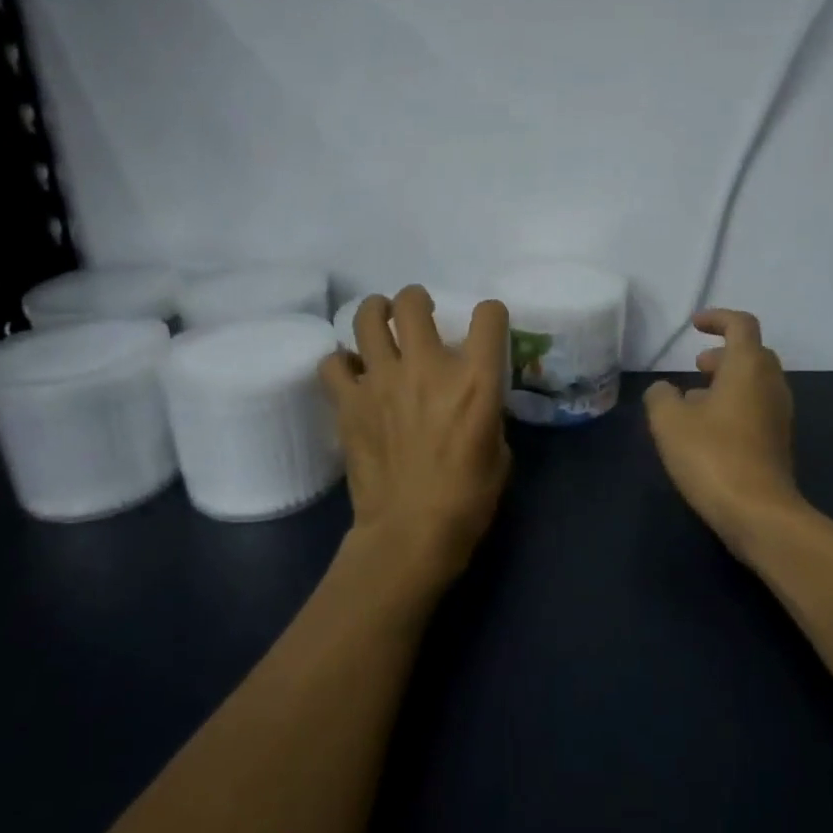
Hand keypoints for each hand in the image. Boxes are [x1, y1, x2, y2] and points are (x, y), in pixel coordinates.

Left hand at [318, 286, 512, 599]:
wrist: (411, 533)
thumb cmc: (467, 498)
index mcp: (475, 380)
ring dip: (375, 314)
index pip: (488, 315)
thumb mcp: (499, 450)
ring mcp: (382, 381)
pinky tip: (353, 374)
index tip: (484, 325)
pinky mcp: (349, 403)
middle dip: (416, 299)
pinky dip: (342, 363)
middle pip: (412, 301)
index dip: (490, 314)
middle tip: (417, 313)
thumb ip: (485, 411)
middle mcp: (427, 367)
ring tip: (380, 324)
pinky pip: (333, 363)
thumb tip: (468, 400)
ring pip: (366, 318)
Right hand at [644, 309, 801, 557]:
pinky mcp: (778, 442)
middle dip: (723, 353)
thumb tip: (665, 390)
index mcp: (748, 367)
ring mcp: (779, 415)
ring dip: (727, 382)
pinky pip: (756, 408)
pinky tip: (707, 430)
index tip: (694, 325)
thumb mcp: (669, 421)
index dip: (717, 318)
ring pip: (755, 383)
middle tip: (696, 365)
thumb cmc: (712, 456)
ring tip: (693, 400)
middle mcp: (771, 384)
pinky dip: (734, 405)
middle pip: (752, 354)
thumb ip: (661, 396)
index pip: (740, 325)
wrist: (758, 513)